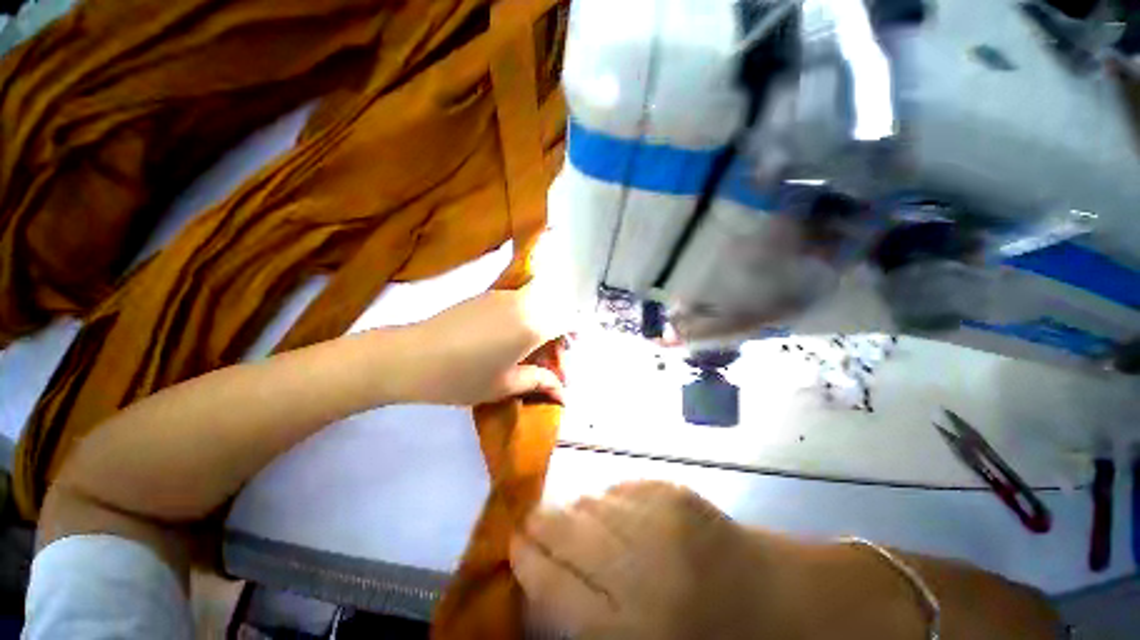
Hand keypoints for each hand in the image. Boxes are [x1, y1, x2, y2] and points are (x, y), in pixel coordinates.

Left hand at [390, 275, 573, 405]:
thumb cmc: (462, 377)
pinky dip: (524, 317)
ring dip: (541, 325)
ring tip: (529, 351)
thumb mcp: (505, 385)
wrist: (411, 356)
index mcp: (532, 325)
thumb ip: (539, 382)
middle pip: (554, 310)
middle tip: (549, 359)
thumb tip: (563, 393)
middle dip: (559, 333)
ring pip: (537, 305)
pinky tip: (509, 339)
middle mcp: (522, 303)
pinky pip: (518, 302)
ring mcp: (503, 296)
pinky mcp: (486, 295)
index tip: (570, 352)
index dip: (575, 333)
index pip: (567, 319)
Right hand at [509, 482, 809, 639]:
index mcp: (627, 625)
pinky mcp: (673, 490)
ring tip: (587, 526)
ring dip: (579, 513)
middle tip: (534, 524)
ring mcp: (658, 517)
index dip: (524, 557)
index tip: (512, 543)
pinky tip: (623, 517)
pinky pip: (619, 488)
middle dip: (541, 524)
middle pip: (565, 529)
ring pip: (590, 501)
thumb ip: (582, 613)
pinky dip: (611, 501)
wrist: (776, 602)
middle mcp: (637, 564)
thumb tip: (541, 569)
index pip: (550, 582)